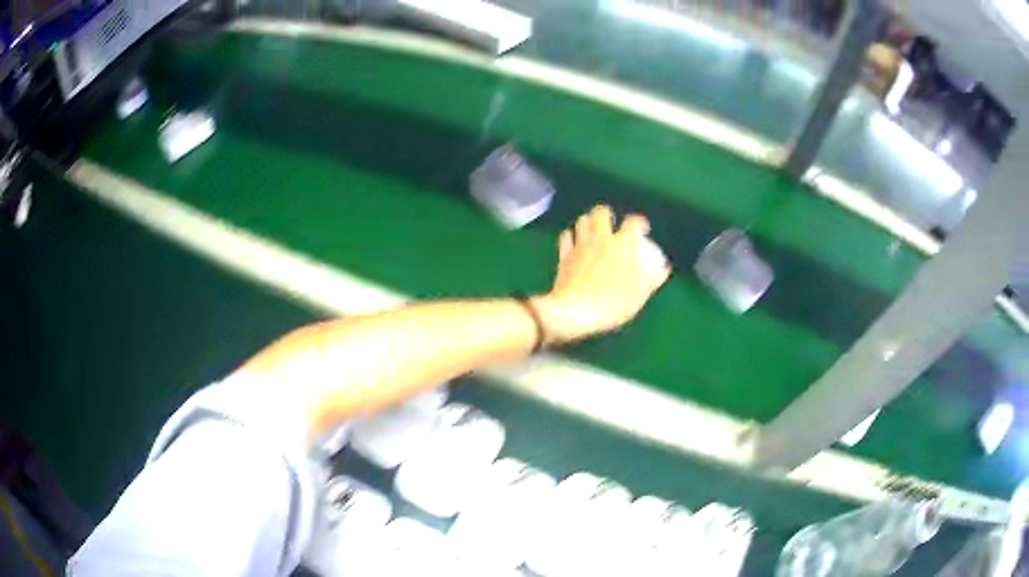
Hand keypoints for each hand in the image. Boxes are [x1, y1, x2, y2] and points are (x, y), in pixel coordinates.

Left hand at [533, 205, 670, 343]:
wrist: (576, 310)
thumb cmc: (613, 303)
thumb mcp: (640, 294)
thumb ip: (653, 278)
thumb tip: (665, 267)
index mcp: (623, 244)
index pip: (634, 222)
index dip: (640, 222)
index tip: (642, 229)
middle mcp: (601, 238)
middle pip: (602, 212)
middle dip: (608, 214)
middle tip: (612, 223)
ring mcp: (580, 245)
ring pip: (583, 220)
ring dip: (589, 221)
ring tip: (594, 230)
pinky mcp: (564, 255)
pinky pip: (566, 236)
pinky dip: (571, 236)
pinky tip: (575, 242)